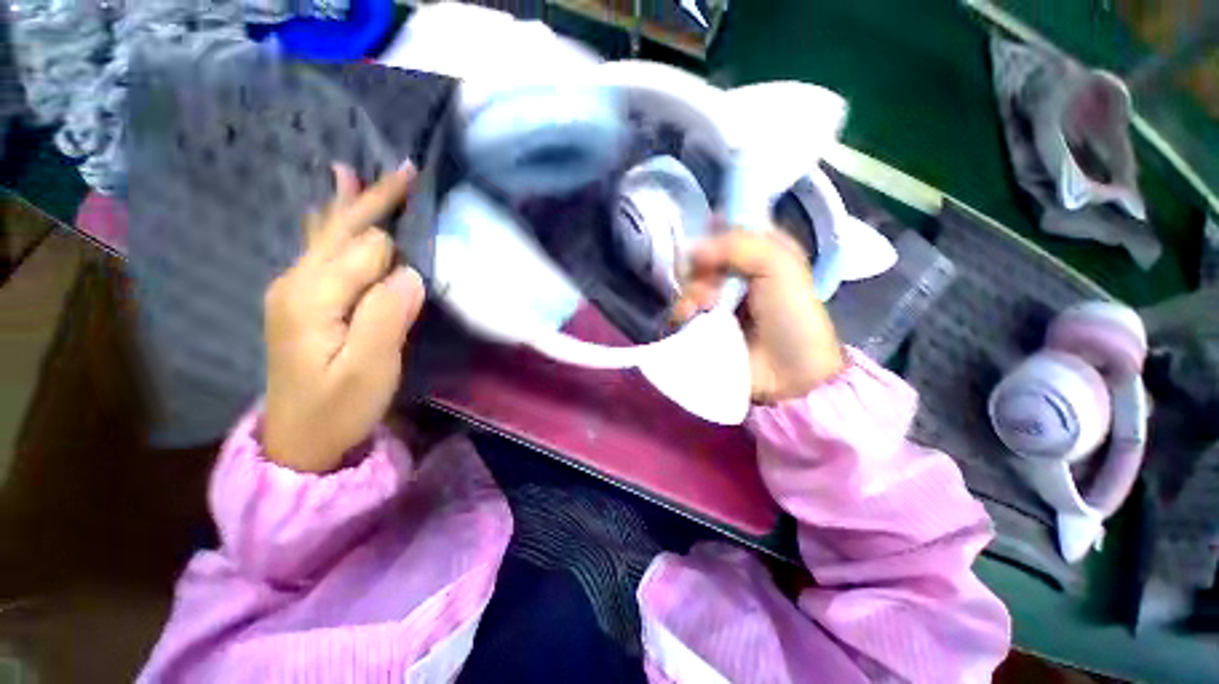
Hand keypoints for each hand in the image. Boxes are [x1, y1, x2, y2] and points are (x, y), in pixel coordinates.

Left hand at [263, 164, 424, 472]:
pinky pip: (320, 249)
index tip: (429, 237)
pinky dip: (334, 225)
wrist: (301, 439)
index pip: (365, 248)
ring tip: (362, 173)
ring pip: (328, 234)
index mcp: (311, 296)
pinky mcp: (302, 300)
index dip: (398, 248)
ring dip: (353, 205)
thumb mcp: (370, 369)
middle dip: (375, 200)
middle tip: (407, 170)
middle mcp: (296, 281)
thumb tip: (410, 272)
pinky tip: (332, 206)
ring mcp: (295, 289)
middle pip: (341, 228)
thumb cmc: (340, 407)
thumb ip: (387, 315)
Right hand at [673, 226, 845, 402]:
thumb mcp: (778, 265)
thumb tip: (691, 249)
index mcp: (758, 253)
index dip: (712, 233)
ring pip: (688, 283)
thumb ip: (736, 245)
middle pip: (702, 258)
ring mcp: (716, 300)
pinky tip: (689, 317)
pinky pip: (682, 309)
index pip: (725, 230)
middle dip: (699, 269)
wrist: (790, 370)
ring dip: (690, 292)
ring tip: (701, 307)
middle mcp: (734, 274)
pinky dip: (682, 311)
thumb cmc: (792, 313)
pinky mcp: (703, 324)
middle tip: (710, 286)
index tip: (706, 243)